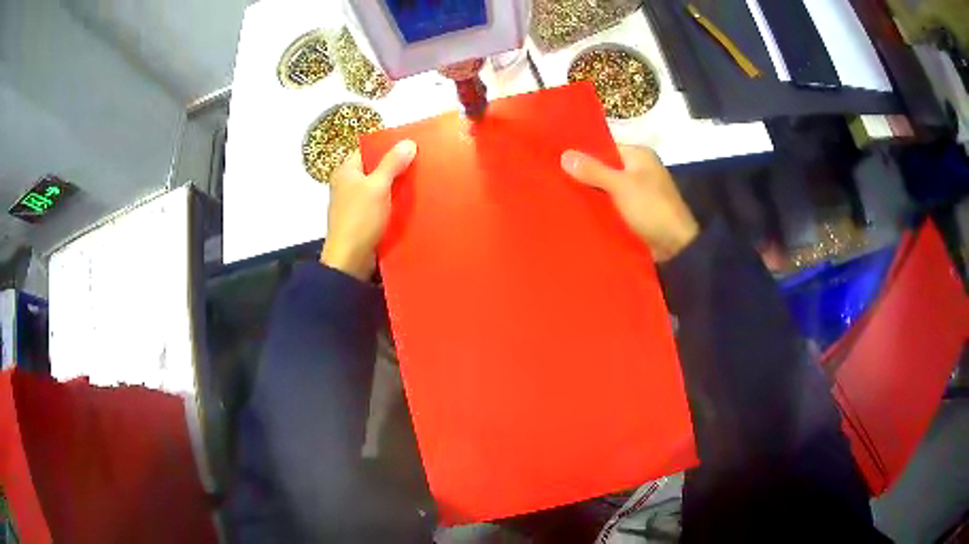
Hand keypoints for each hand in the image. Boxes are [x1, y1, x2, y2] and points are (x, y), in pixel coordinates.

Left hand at [321, 140, 417, 279]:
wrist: (350, 260)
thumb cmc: (360, 218)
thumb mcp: (378, 186)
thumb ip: (392, 163)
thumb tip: (408, 142)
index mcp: (346, 171)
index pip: (367, 150)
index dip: (388, 146)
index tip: (411, 145)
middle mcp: (347, 184)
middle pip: (374, 169)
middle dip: (396, 166)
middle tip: (421, 162)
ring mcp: (354, 203)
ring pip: (379, 188)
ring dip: (396, 186)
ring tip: (420, 181)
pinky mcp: (362, 220)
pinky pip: (380, 205)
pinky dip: (393, 203)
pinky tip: (411, 203)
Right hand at [561, 145, 698, 262]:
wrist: (676, 246)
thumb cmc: (651, 208)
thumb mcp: (620, 185)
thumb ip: (593, 170)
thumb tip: (564, 154)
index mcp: (639, 155)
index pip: (605, 148)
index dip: (583, 153)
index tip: (557, 160)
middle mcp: (639, 170)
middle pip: (605, 168)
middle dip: (584, 175)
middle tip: (553, 180)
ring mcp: (638, 192)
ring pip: (606, 188)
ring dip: (590, 194)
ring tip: (559, 196)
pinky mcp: (635, 212)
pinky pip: (612, 205)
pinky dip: (599, 208)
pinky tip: (577, 212)